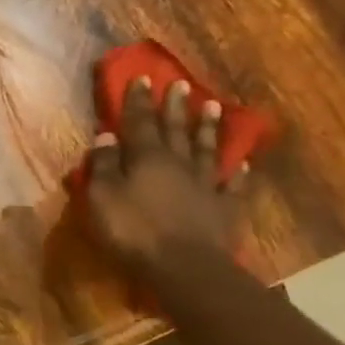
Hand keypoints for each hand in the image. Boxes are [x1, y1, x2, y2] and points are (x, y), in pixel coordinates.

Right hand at [84, 76, 247, 276]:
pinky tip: (242, 162)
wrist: (184, 266)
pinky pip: (232, 185)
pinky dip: (237, 172)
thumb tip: (106, 136)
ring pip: (206, 149)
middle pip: (175, 129)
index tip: (142, 77)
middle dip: (175, 105)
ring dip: (207, 128)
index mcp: (146, 158)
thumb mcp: (102, 197)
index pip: (139, 122)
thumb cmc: (133, 230)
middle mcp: (178, 163)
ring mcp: (205, 185)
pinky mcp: (223, 209)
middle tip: (180, 83)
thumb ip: (102, 165)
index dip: (138, 100)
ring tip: (212, 106)